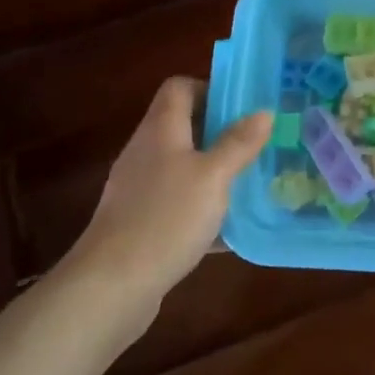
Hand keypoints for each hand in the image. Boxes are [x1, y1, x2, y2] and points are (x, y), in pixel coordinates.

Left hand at [68, 76, 272, 319]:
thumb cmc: (166, 218)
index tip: (243, 106)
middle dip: (221, 132)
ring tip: (250, 182)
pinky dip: (201, 208)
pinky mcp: (139, 222)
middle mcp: (146, 151)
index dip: (210, 88)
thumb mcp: (214, 177)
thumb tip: (263, 111)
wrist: (111, 286)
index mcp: (161, 129)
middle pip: (183, 125)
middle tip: (258, 143)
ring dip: (214, 171)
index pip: (179, 87)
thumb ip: (239, 143)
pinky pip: (177, 203)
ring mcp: (139, 189)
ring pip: (183, 166)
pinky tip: (228, 230)